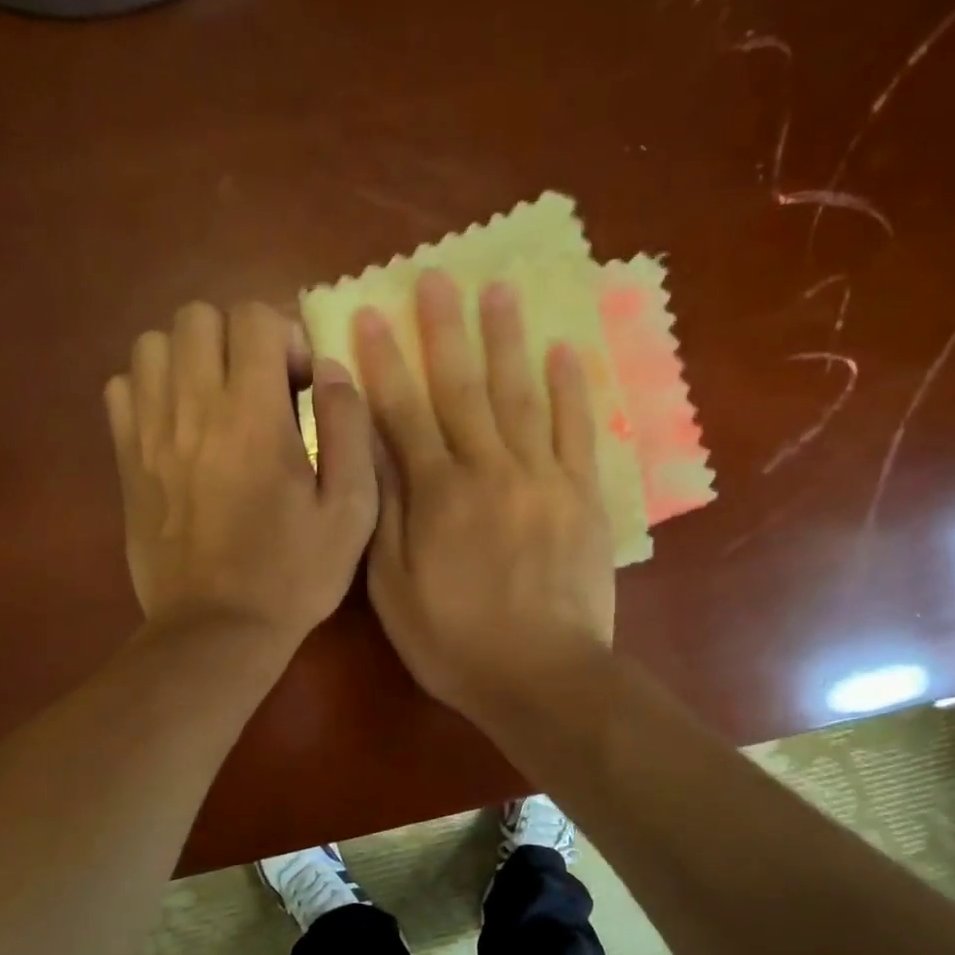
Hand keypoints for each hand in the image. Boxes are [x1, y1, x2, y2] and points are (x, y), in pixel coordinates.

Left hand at [105, 301, 376, 652]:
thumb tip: (331, 369)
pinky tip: (180, 424)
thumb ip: (349, 428)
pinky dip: (151, 388)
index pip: (254, 316)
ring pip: (153, 344)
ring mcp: (150, 433)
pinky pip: (122, 388)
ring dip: (191, 357)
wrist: (217, 629)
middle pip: (197, 316)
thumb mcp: (351, 510)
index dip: (286, 335)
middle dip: (238, 337)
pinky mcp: (125, 460)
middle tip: (262, 386)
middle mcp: (193, 409)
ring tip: (218, 399)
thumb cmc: (294, 574)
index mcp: (254, 417)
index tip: (302, 385)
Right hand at [357, 270, 614, 720]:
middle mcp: (489, 469)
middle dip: (446, 331)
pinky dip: (571, 390)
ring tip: (499, 291)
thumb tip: (371, 447)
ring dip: (507, 341)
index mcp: (438, 494)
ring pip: (521, 396)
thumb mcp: (394, 589)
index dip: (385, 363)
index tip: (371, 315)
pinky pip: (577, 431)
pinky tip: (563, 352)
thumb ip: (384, 513)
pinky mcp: (583, 496)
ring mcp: (543, 478)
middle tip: (437, 277)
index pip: (403, 413)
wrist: (542, 677)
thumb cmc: (455, 642)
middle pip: (463, 388)